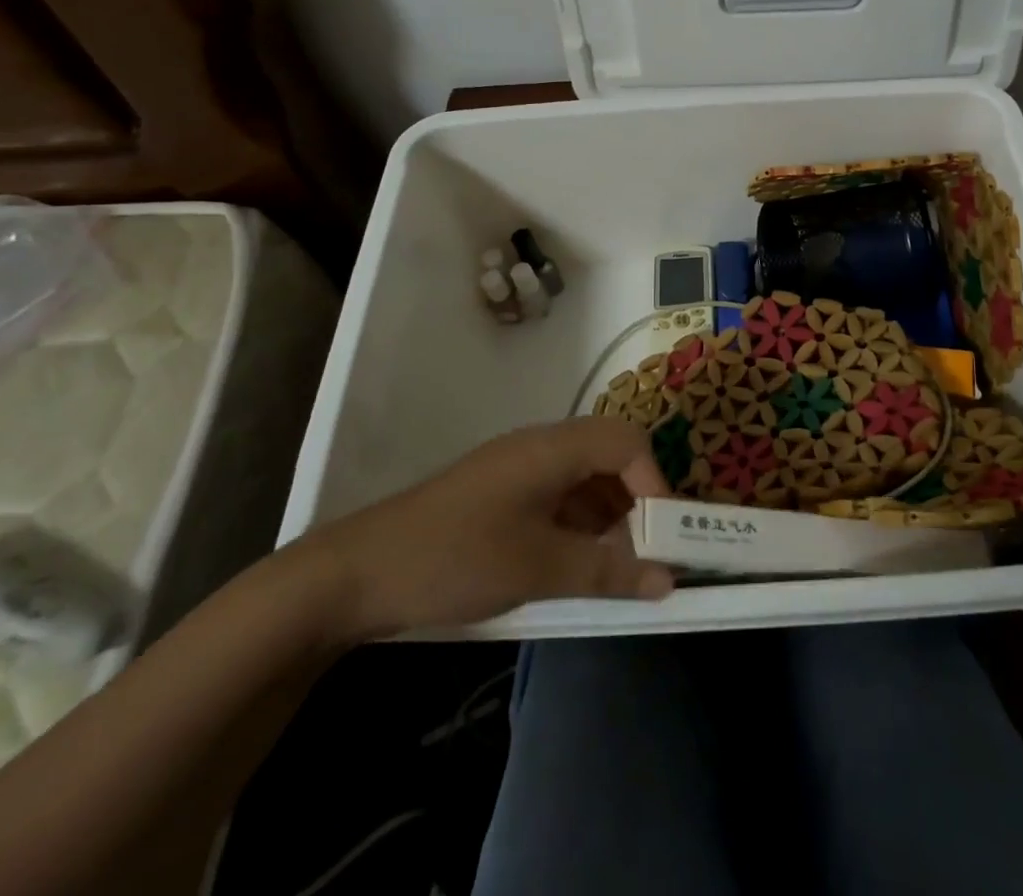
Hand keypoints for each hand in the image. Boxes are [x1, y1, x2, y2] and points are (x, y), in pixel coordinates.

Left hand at [302, 418, 675, 641]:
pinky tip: (578, 568)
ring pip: (584, 481)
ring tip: (617, 570)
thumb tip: (668, 580)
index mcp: (552, 448)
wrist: (354, 574)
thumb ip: (606, 570)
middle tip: (648, 556)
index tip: (663, 538)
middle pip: (610, 457)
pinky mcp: (502, 498)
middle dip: (636, 503)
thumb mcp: (536, 567)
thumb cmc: (453, 559)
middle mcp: (540, 448)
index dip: (654, 483)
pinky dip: (579, 529)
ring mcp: (518, 472)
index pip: (627, 442)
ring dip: (609, 520)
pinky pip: (558, 501)